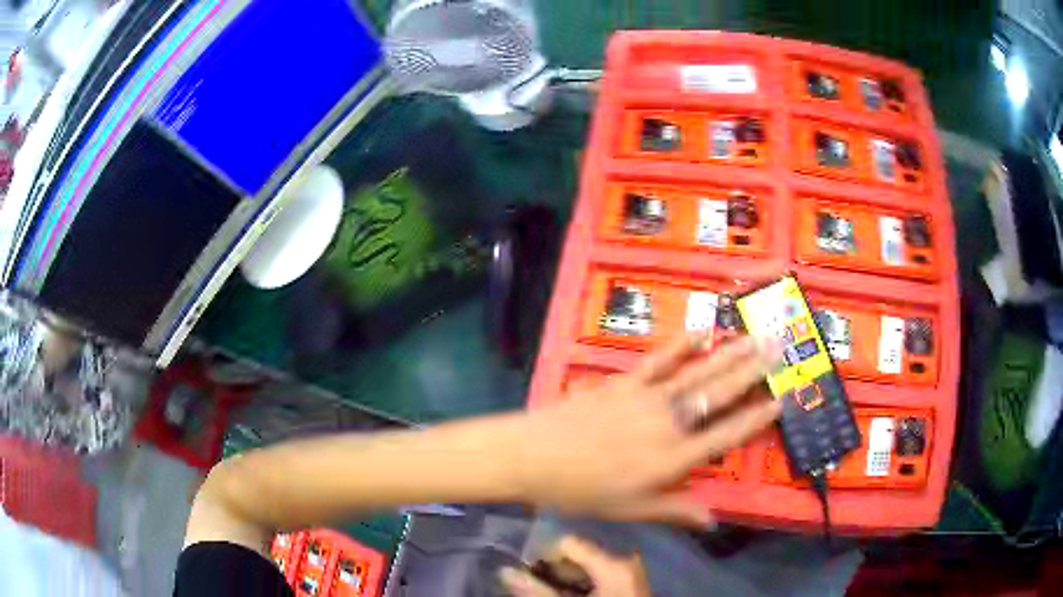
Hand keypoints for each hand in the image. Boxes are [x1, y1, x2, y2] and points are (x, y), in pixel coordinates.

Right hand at [499, 536, 650, 596]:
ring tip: (552, 592)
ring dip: (565, 579)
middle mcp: (625, 560)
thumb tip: (505, 572)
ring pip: (586, 568)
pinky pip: (598, 576)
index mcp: (614, 562)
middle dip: (553, 570)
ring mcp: (629, 572)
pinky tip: (571, 595)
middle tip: (536, 586)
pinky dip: (581, 585)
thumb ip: (537, 591)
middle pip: (577, 555)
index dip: (543, 556)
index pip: (567, 543)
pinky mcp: (628, 583)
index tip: (528, 573)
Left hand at [516, 333, 782, 527]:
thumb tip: (714, 519)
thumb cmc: (582, 491)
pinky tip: (701, 331)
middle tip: (778, 347)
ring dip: (728, 353)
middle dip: (751, 371)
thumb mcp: (630, 510)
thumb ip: (675, 510)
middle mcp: (668, 423)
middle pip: (718, 395)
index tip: (781, 399)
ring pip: (696, 373)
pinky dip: (681, 345)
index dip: (755, 418)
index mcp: (672, 458)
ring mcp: (646, 398)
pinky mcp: (624, 383)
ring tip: (754, 335)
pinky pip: (658, 361)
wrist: (533, 456)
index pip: (725, 436)